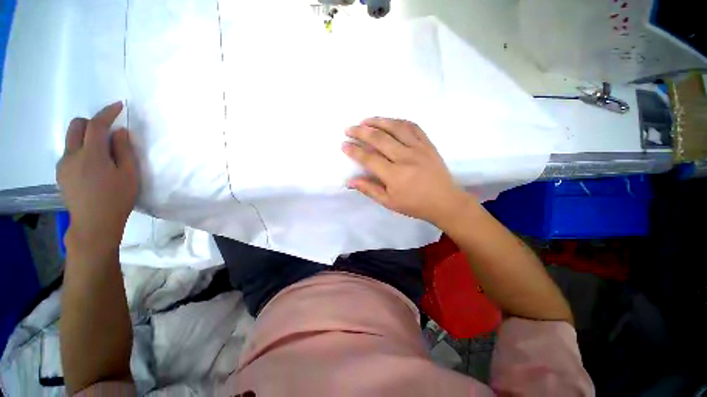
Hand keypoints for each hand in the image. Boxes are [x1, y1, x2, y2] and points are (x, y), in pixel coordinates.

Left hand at [56, 102, 138, 253]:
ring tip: (102, 154)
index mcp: (91, 155)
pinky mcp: (61, 174)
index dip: (107, 112)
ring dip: (86, 138)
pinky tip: (92, 166)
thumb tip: (119, 132)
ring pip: (71, 140)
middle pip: (76, 126)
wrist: (94, 224)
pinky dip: (81, 151)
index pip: (96, 124)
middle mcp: (72, 155)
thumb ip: (124, 151)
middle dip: (91, 122)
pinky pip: (70, 153)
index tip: (118, 106)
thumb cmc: (117, 199)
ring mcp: (63, 165)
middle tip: (107, 132)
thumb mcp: (129, 175)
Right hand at [342, 117, 471, 224]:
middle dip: (361, 131)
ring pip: (396, 127)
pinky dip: (399, 121)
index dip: (354, 151)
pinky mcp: (428, 144)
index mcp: (395, 175)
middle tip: (349, 128)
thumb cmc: (415, 204)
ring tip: (365, 120)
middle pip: (379, 139)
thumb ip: (369, 190)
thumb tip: (350, 181)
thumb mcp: (389, 202)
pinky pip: (413, 126)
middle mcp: (406, 158)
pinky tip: (389, 121)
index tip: (344, 144)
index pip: (369, 158)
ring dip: (378, 121)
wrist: (445, 201)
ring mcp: (419, 148)